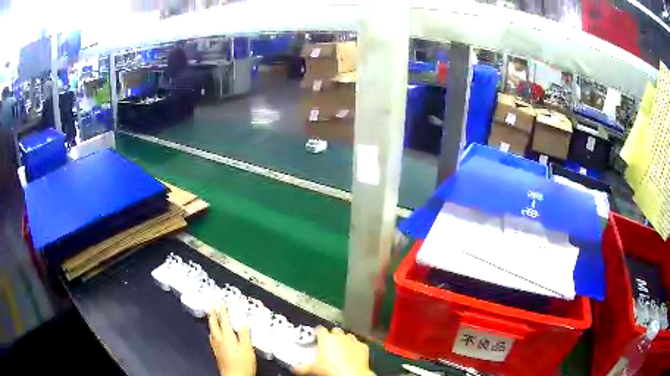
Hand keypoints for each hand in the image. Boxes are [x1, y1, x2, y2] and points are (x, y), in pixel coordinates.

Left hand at [208, 304, 255, 375]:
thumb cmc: (243, 363)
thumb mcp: (247, 348)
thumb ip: (244, 335)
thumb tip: (243, 323)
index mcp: (227, 337)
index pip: (224, 321)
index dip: (222, 311)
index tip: (221, 302)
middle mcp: (219, 340)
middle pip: (214, 324)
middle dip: (212, 314)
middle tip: (211, 305)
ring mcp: (216, 346)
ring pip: (211, 331)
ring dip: (211, 322)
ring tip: (211, 317)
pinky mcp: (217, 353)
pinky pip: (212, 337)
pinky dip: (212, 331)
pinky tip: (214, 335)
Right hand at [293, 327, 373, 375]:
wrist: (351, 375)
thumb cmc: (329, 370)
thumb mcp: (312, 369)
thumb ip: (301, 367)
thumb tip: (293, 368)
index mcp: (326, 338)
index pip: (320, 329)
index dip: (317, 333)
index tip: (315, 337)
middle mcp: (340, 336)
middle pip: (335, 331)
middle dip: (332, 335)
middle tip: (328, 344)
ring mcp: (353, 340)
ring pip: (347, 335)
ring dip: (344, 340)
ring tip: (341, 348)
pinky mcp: (364, 346)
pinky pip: (358, 343)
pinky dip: (355, 347)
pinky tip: (353, 353)